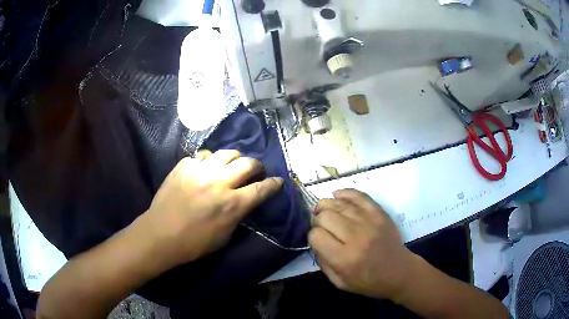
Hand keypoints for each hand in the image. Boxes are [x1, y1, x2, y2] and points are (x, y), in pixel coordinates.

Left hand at [140, 149, 282, 268]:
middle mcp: (219, 182)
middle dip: (257, 166)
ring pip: (227, 153)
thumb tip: (244, 202)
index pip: (261, 189)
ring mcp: (200, 171)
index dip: (273, 184)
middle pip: (247, 163)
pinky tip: (205, 169)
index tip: (277, 181)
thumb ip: (238, 215)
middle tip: (255, 171)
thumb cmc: (194, 243)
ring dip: (234, 158)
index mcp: (232, 204)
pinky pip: (203, 156)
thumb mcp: (225, 236)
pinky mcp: (184, 166)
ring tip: (231, 165)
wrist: (161, 234)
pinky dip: (209, 161)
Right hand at [309, 189, 414, 300]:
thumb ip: (322, 262)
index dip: (312, 236)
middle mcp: (356, 237)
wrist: (399, 271)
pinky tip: (336, 195)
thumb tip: (315, 241)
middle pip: (326, 216)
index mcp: (344, 258)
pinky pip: (358, 196)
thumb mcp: (339, 282)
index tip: (317, 240)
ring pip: (339, 204)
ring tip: (322, 210)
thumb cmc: (368, 281)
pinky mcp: (379, 213)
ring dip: (326, 205)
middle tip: (320, 226)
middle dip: (317, 220)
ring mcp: (369, 222)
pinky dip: (345, 193)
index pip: (316, 236)